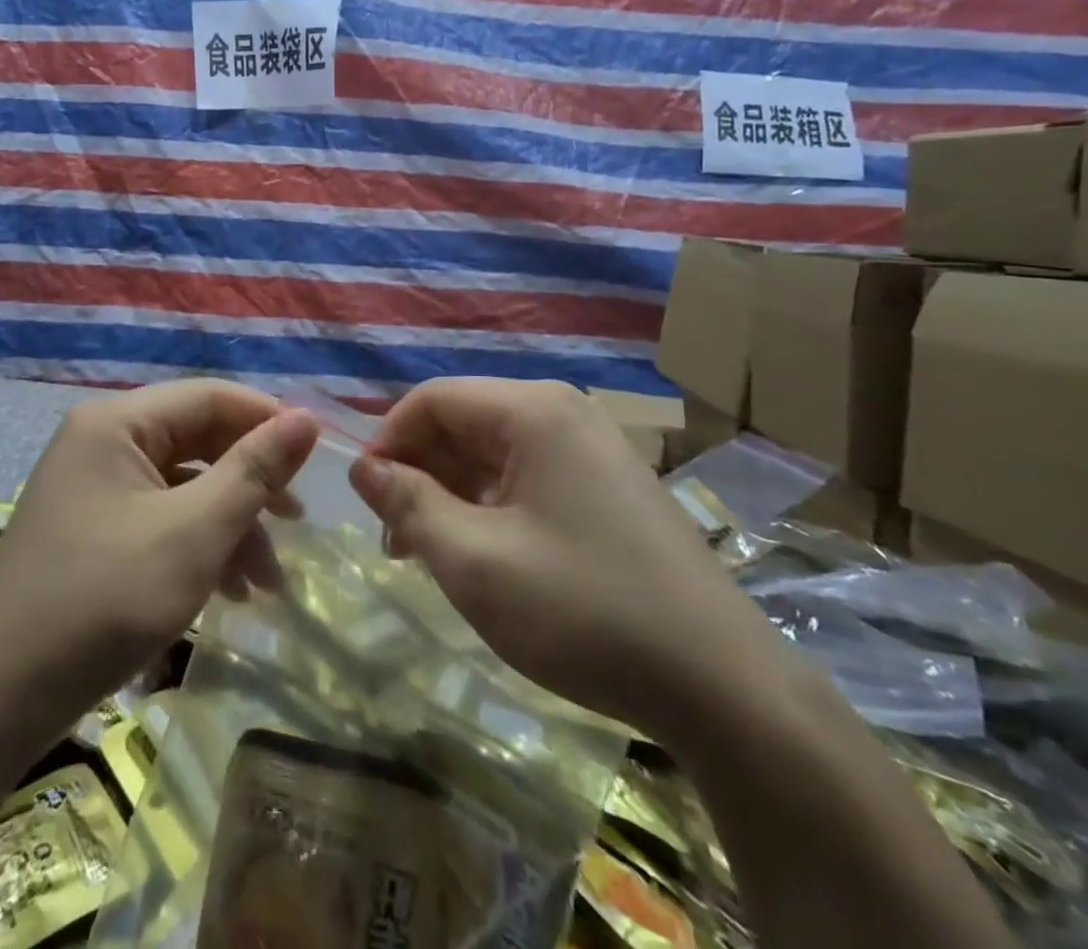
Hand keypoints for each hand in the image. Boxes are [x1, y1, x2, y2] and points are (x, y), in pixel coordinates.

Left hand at [0, 381, 318, 733]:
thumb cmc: (102, 600)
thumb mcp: (193, 532)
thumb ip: (254, 470)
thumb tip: (307, 418)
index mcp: (118, 421)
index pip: (211, 396)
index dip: (268, 421)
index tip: (317, 460)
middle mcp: (102, 440)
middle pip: (197, 440)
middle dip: (250, 484)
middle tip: (298, 524)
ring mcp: (92, 486)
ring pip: (183, 486)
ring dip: (230, 525)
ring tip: (267, 583)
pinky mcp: (91, 530)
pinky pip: (158, 518)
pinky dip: (197, 546)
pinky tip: (229, 592)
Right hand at [350, 378, 781, 739]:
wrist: (724, 688)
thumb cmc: (584, 611)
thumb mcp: (474, 562)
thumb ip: (408, 505)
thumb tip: (363, 467)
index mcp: (533, 410)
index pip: (432, 399)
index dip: (387, 441)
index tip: (367, 502)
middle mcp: (562, 414)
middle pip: (462, 423)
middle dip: (420, 474)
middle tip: (397, 541)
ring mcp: (590, 450)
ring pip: (492, 454)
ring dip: (452, 497)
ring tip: (433, 556)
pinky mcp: (605, 488)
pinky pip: (526, 479)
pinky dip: (490, 509)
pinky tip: (483, 558)